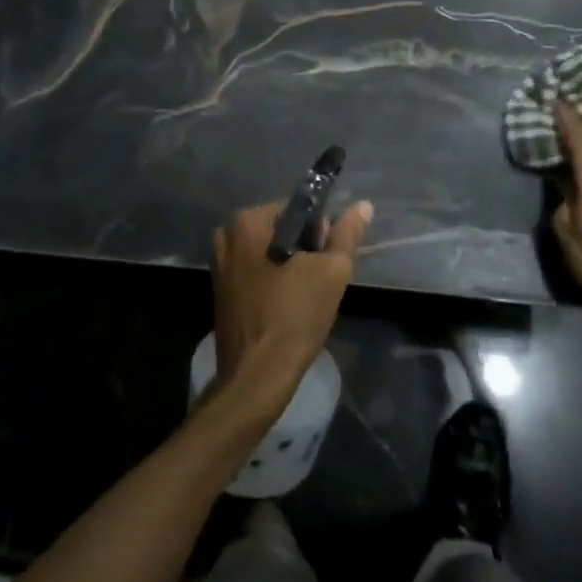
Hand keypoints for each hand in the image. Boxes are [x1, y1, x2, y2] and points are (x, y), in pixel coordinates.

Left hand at [211, 199, 374, 406]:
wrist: (258, 375)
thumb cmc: (295, 315)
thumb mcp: (332, 271)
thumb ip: (346, 234)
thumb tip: (362, 205)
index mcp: (247, 222)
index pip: (296, 209)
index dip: (320, 230)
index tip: (329, 257)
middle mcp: (226, 236)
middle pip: (280, 230)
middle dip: (304, 249)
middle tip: (321, 278)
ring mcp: (219, 266)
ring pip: (268, 254)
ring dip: (290, 267)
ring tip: (307, 295)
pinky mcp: (220, 292)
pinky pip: (256, 274)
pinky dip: (273, 283)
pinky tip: (288, 306)